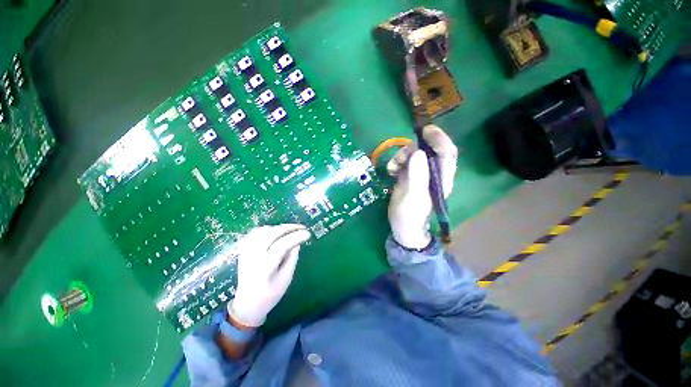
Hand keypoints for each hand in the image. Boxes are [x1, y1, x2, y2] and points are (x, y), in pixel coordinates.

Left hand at [228, 224, 310, 327]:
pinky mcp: (243, 250)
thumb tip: (297, 242)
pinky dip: (267, 229)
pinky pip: (255, 233)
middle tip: (302, 228)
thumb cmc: (269, 295)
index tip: (308, 234)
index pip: (281, 246)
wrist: (247, 304)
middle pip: (271, 234)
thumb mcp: (286, 280)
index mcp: (264, 268)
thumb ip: (292, 259)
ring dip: (278, 228)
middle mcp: (252, 257)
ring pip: (262, 231)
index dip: (295, 237)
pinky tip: (276, 232)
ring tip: (290, 231)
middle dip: (288, 228)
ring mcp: (246, 252)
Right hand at [387, 125, 457, 248]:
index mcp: (440, 178)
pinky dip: (396, 162)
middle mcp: (432, 173)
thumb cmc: (410, 214)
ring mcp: (420, 174)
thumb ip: (417, 174)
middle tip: (401, 156)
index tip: (426, 130)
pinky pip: (404, 162)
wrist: (402, 226)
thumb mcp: (413, 195)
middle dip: (413, 149)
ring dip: (401, 156)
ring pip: (414, 155)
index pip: (447, 153)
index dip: (439, 139)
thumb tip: (418, 152)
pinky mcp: (409, 176)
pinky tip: (390, 170)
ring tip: (392, 167)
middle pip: (428, 151)